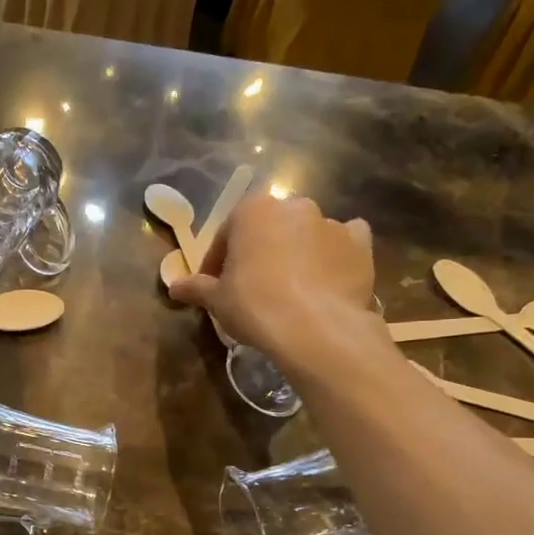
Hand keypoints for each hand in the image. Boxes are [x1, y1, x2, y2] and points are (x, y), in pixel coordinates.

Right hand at [169, 195, 379, 374]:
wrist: (316, 328)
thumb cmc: (255, 305)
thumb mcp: (217, 300)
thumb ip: (196, 288)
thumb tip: (174, 287)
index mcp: (252, 211)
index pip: (226, 234)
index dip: (217, 262)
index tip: (214, 286)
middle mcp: (293, 206)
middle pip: (268, 229)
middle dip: (259, 252)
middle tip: (252, 286)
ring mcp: (330, 222)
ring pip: (306, 234)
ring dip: (296, 253)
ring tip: (290, 289)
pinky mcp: (359, 244)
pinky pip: (344, 244)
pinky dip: (335, 255)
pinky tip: (328, 278)